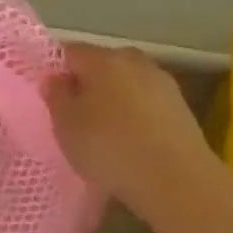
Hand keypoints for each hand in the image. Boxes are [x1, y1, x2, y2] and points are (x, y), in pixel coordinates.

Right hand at [45, 42, 215, 211]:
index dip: (57, 71)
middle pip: (103, 65)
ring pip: (127, 84)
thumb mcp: (66, 125)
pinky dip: (136, 115)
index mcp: (103, 59)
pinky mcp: (181, 107)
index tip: (51, 97)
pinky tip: (131, 141)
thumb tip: (55, 78)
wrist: (175, 179)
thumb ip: (56, 96)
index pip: (71, 52)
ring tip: (105, 132)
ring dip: (115, 100)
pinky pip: (147, 104)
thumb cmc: (109, 147)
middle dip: (88, 84)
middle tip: (76, 115)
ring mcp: (162, 82)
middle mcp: (134, 61)